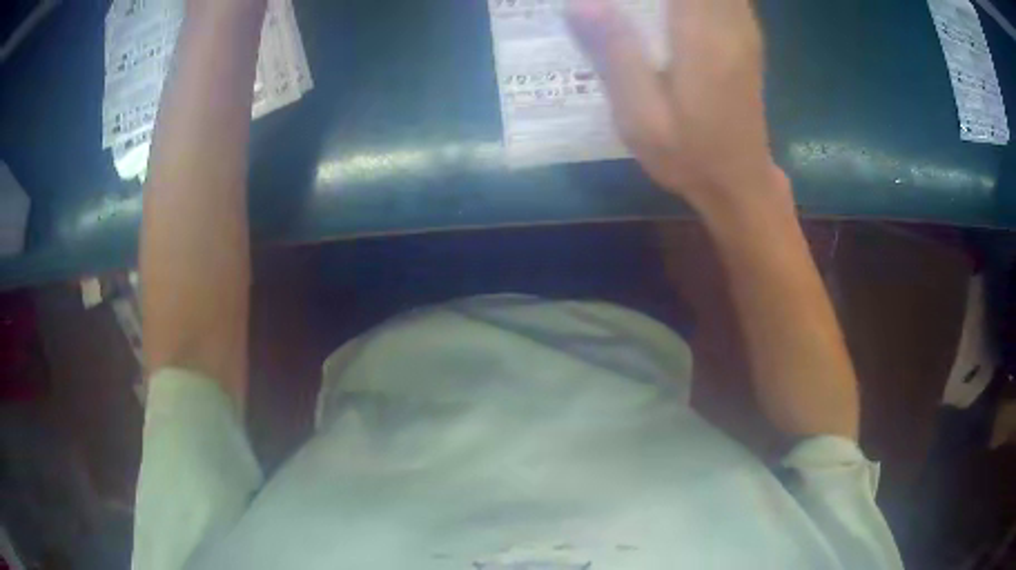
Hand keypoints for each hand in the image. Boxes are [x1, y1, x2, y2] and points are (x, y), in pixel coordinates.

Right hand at [567, 0, 787, 213]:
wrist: (740, 182)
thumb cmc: (689, 154)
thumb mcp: (641, 115)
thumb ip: (615, 53)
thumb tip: (580, 2)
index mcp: (701, 36)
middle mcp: (728, 23)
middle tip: (626, 7)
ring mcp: (742, 28)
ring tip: (642, 7)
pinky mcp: (745, 34)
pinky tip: (668, 11)